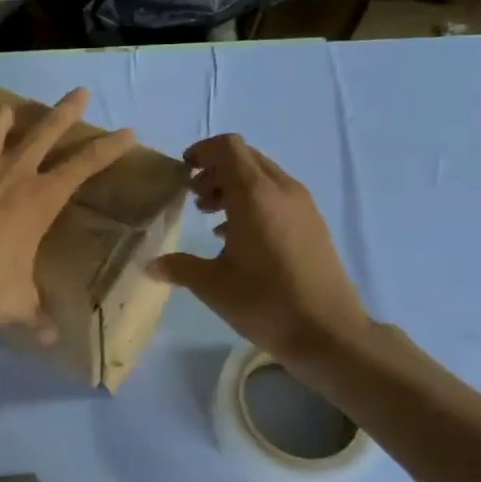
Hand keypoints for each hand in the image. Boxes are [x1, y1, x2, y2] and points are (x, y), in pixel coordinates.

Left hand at [0, 88, 133, 342]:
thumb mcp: (19, 301)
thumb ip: (37, 314)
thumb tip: (50, 337)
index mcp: (40, 199)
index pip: (85, 164)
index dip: (108, 147)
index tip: (126, 132)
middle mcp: (13, 171)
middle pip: (46, 128)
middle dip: (66, 109)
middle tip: (79, 93)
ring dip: (8, 115)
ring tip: (9, 111)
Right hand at [149, 135, 367, 358]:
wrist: (329, 333)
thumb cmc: (265, 302)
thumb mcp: (212, 285)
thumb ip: (179, 267)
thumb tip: (151, 265)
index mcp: (255, 195)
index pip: (228, 147)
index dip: (202, 151)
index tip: (184, 172)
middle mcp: (282, 190)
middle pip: (246, 158)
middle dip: (216, 170)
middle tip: (195, 198)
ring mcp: (303, 206)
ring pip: (263, 177)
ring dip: (234, 187)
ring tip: (212, 217)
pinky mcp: (314, 224)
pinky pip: (278, 196)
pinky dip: (254, 202)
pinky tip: (238, 238)